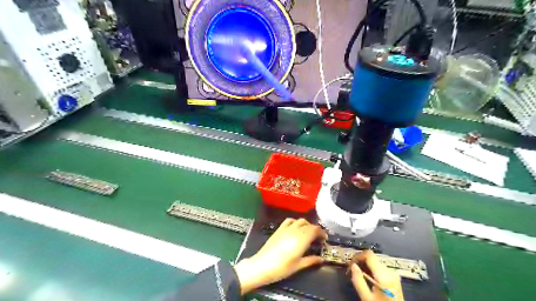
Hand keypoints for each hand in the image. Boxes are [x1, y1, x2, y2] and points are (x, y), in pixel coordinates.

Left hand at [235, 218, 325, 294]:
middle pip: (309, 224)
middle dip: (315, 230)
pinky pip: (290, 220)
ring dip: (306, 225)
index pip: (315, 229)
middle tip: (318, 238)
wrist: (262, 265)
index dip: (321, 233)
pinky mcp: (279, 229)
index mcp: (302, 239)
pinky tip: (296, 228)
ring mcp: (286, 228)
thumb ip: (311, 260)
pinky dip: (295, 222)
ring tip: (308, 233)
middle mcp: (295, 230)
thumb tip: (321, 259)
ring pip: (300, 220)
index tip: (324, 239)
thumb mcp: (298, 266)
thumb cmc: (282, 268)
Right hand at [351, 249, 403, 300]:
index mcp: (384, 275)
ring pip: (375, 262)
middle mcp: (390, 272)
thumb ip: (358, 280)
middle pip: (372, 257)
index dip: (357, 256)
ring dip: (365, 265)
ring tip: (358, 274)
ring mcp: (394, 274)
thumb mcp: (367, 297)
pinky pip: (379, 268)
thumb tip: (353, 266)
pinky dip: (371, 269)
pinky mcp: (394, 277)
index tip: (350, 263)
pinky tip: (366, 277)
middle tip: (351, 269)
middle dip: (360, 261)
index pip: (369, 255)